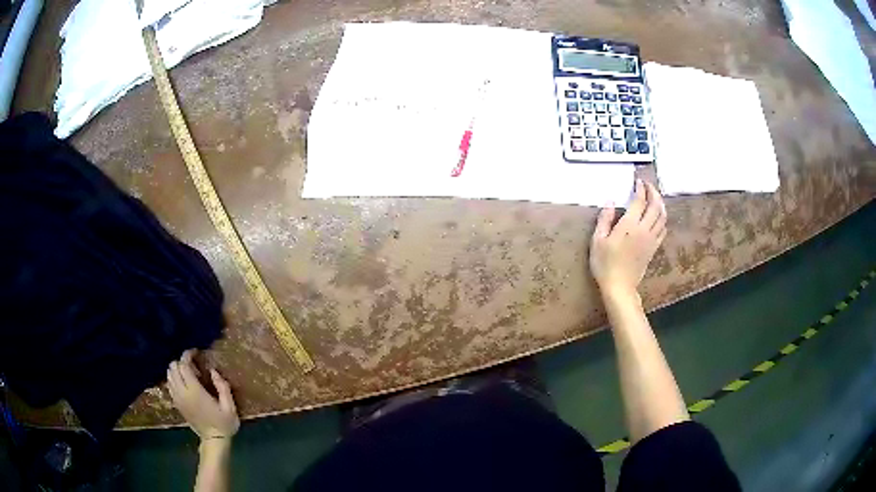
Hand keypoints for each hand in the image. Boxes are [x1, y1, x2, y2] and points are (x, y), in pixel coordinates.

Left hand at [167, 350, 239, 441]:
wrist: (213, 440)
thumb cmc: (224, 423)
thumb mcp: (230, 406)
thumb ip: (222, 386)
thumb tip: (213, 371)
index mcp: (195, 391)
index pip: (183, 365)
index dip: (187, 355)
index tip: (195, 352)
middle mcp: (182, 392)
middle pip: (173, 367)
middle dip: (182, 362)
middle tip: (194, 366)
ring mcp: (177, 398)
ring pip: (169, 374)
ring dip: (177, 370)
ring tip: (189, 374)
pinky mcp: (176, 403)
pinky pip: (169, 384)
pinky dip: (174, 378)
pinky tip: (185, 383)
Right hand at [589, 179, 666, 296]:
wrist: (619, 286)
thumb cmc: (605, 264)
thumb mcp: (597, 240)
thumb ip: (604, 219)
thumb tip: (610, 201)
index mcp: (629, 225)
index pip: (639, 201)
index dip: (640, 188)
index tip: (638, 181)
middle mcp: (643, 229)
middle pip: (655, 206)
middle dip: (654, 192)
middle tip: (648, 185)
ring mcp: (651, 239)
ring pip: (662, 217)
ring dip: (661, 204)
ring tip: (655, 197)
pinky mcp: (653, 248)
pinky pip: (663, 229)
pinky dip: (662, 219)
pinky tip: (658, 217)